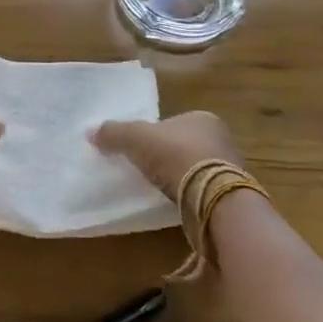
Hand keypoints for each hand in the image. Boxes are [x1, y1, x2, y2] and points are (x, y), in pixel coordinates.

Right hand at [92, 111, 243, 196]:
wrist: (212, 195)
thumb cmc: (175, 154)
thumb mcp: (136, 138)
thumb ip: (114, 133)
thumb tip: (90, 132)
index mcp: (202, 118)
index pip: (173, 123)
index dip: (155, 135)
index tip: (141, 150)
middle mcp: (221, 138)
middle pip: (186, 144)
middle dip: (169, 156)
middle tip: (148, 169)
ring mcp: (230, 167)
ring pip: (198, 168)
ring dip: (181, 177)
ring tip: (160, 189)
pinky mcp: (232, 194)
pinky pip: (205, 190)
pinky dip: (191, 194)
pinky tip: (177, 203)